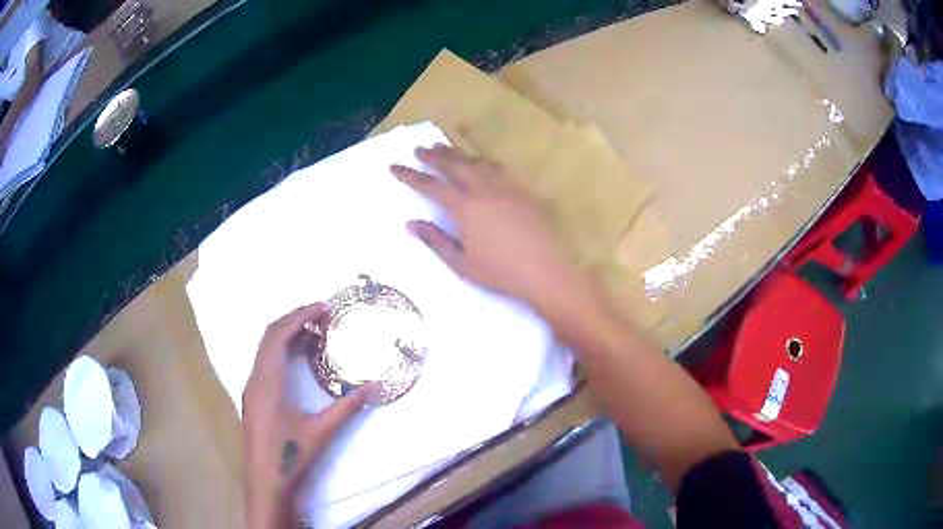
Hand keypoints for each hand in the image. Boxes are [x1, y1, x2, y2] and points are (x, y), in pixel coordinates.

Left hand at [242, 304, 369, 528]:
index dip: (300, 315)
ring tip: (313, 331)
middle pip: (269, 336)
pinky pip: (265, 361)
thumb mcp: (320, 432)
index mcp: (267, 382)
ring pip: (265, 348)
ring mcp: (252, 388)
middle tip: (321, 314)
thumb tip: (371, 387)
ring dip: (287, 334)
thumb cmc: (290, 456)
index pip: (278, 335)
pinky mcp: (254, 398)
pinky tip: (298, 359)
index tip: (323, 307)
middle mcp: (255, 379)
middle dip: (294, 319)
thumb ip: (346, 408)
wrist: (266, 483)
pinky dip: (281, 350)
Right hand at [390, 145, 595, 321]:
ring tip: (446, 149)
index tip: (395, 166)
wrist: (545, 271)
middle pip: (454, 165)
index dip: (410, 175)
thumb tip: (412, 224)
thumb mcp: (462, 263)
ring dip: (458, 154)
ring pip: (477, 163)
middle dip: (434, 156)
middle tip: (420, 149)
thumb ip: (436, 241)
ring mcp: (505, 188)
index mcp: (465, 208)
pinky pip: (499, 170)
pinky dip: (483, 163)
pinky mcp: (522, 192)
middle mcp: (483, 190)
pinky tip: (482, 165)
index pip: (431, 186)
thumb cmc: (500, 272)